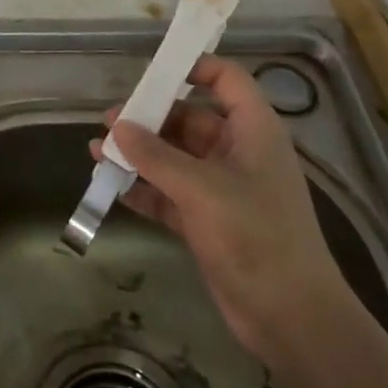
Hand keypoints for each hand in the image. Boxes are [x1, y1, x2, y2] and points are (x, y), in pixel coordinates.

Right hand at [93, 54, 345, 362]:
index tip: (152, 71)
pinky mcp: (208, 221)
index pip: (226, 79)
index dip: (193, 67)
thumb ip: (155, 156)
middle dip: (149, 118)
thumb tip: (117, 127)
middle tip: (108, 121)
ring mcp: (222, 188)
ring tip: (96, 151)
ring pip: (175, 157)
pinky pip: (169, 193)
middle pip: (190, 118)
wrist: (291, 319)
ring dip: (139, 154)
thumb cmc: (255, 236)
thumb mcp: (201, 189)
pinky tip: (111, 186)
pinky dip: (144, 188)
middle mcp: (238, 151)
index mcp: (252, 130)